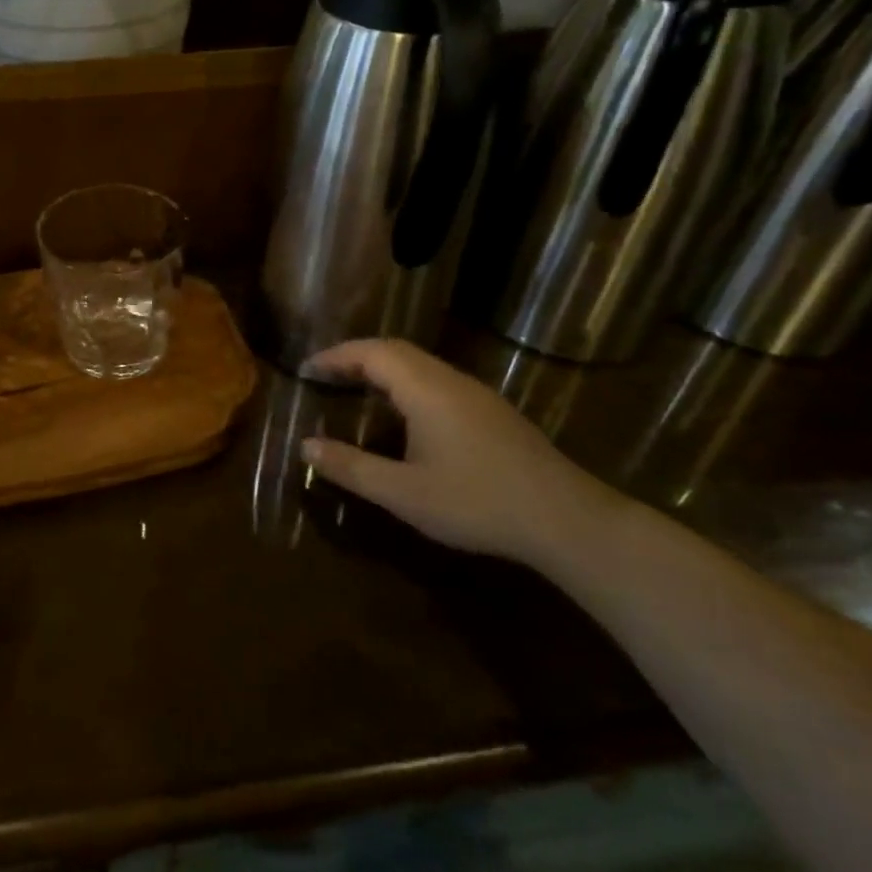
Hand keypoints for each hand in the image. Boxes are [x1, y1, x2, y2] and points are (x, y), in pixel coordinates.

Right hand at [301, 339, 618, 564]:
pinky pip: (436, 381)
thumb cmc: (477, 502)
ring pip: (419, 365)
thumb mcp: (403, 492)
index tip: (306, 369)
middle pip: (396, 351)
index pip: (372, 353)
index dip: (336, 356)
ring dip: (382, 370)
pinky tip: (402, 416)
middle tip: (324, 377)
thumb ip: (351, 467)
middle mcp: (450, 380)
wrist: (565, 519)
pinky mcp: (491, 412)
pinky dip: (405, 384)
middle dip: (356, 358)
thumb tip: (306, 446)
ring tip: (354, 391)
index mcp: (426, 389)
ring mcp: (476, 394)